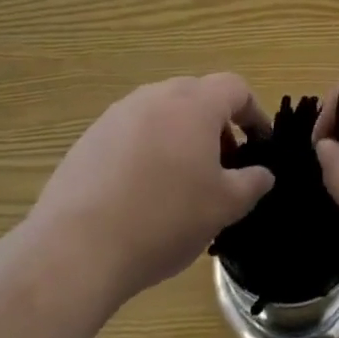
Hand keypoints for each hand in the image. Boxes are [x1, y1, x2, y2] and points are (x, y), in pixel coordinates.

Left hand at [30, 74, 273, 303]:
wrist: (76, 249)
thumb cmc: (163, 219)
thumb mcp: (222, 207)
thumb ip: (251, 184)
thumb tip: (263, 173)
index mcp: (195, 102)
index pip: (235, 88)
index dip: (253, 113)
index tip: (259, 144)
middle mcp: (158, 95)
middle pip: (198, 97)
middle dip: (216, 127)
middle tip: (221, 168)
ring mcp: (120, 113)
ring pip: (163, 114)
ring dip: (180, 138)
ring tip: (180, 184)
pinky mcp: (90, 137)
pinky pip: (132, 133)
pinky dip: (146, 152)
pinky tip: (140, 195)